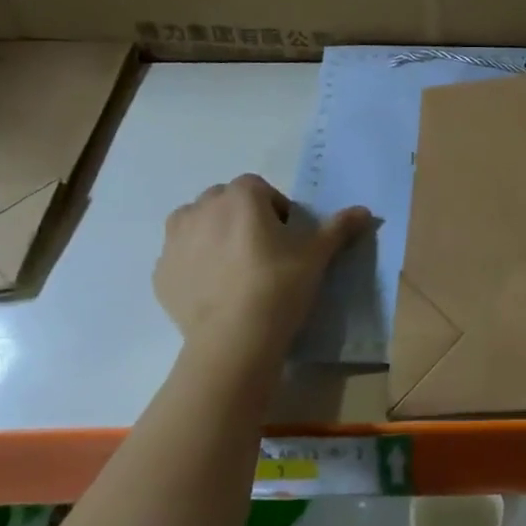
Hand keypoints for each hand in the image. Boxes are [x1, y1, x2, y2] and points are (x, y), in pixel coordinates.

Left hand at [153, 174, 369, 345]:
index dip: (274, 207)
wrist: (234, 338)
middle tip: (263, 249)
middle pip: (224, 201)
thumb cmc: (279, 285)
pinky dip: (195, 264)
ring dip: (213, 234)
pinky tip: (216, 289)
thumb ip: (338, 227)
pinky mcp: (161, 273)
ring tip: (235, 266)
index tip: (286, 234)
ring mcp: (175, 241)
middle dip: (241, 216)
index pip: (258, 187)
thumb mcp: (317, 255)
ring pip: (196, 224)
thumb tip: (364, 210)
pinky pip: (181, 257)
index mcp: (240, 197)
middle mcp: (201, 209)